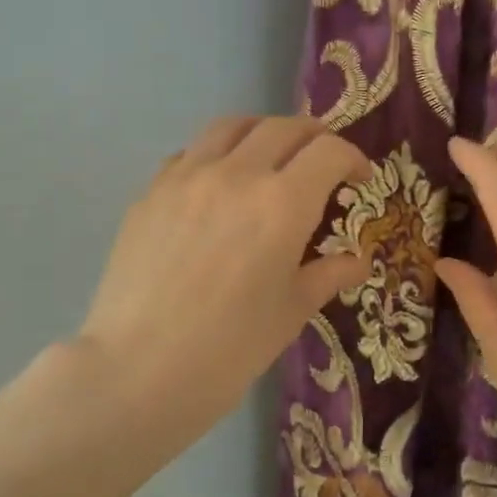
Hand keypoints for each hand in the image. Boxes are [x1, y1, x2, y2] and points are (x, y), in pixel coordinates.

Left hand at [70, 114, 368, 454]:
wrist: (137, 370)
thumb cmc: (229, 349)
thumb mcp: (291, 312)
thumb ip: (328, 275)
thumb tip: (357, 261)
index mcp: (282, 203)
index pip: (328, 152)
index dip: (353, 159)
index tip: (360, 181)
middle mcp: (236, 174)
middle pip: (284, 128)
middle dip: (314, 139)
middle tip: (323, 165)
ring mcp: (186, 177)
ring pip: (232, 126)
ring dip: (263, 134)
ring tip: (271, 159)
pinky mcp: (150, 192)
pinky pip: (191, 153)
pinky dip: (217, 155)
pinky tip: (218, 187)